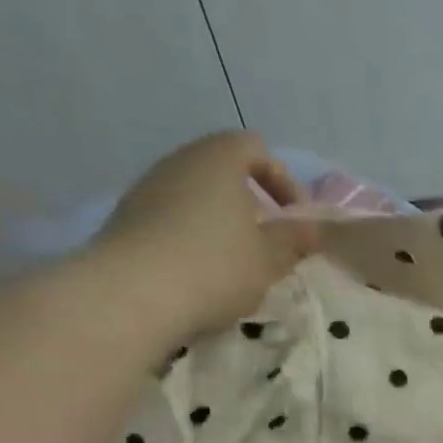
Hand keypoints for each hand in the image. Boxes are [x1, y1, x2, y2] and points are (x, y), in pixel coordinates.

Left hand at [95, 131, 320, 340]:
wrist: (133, 294)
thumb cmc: (216, 266)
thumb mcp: (269, 258)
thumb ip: (294, 239)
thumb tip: (314, 229)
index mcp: (218, 159)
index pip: (256, 149)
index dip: (283, 181)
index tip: (295, 219)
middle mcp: (179, 162)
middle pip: (223, 170)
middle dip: (251, 204)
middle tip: (269, 243)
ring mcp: (148, 189)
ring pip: (196, 196)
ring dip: (222, 223)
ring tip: (236, 264)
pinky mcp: (128, 219)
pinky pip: (172, 219)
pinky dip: (193, 238)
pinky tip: (202, 274)